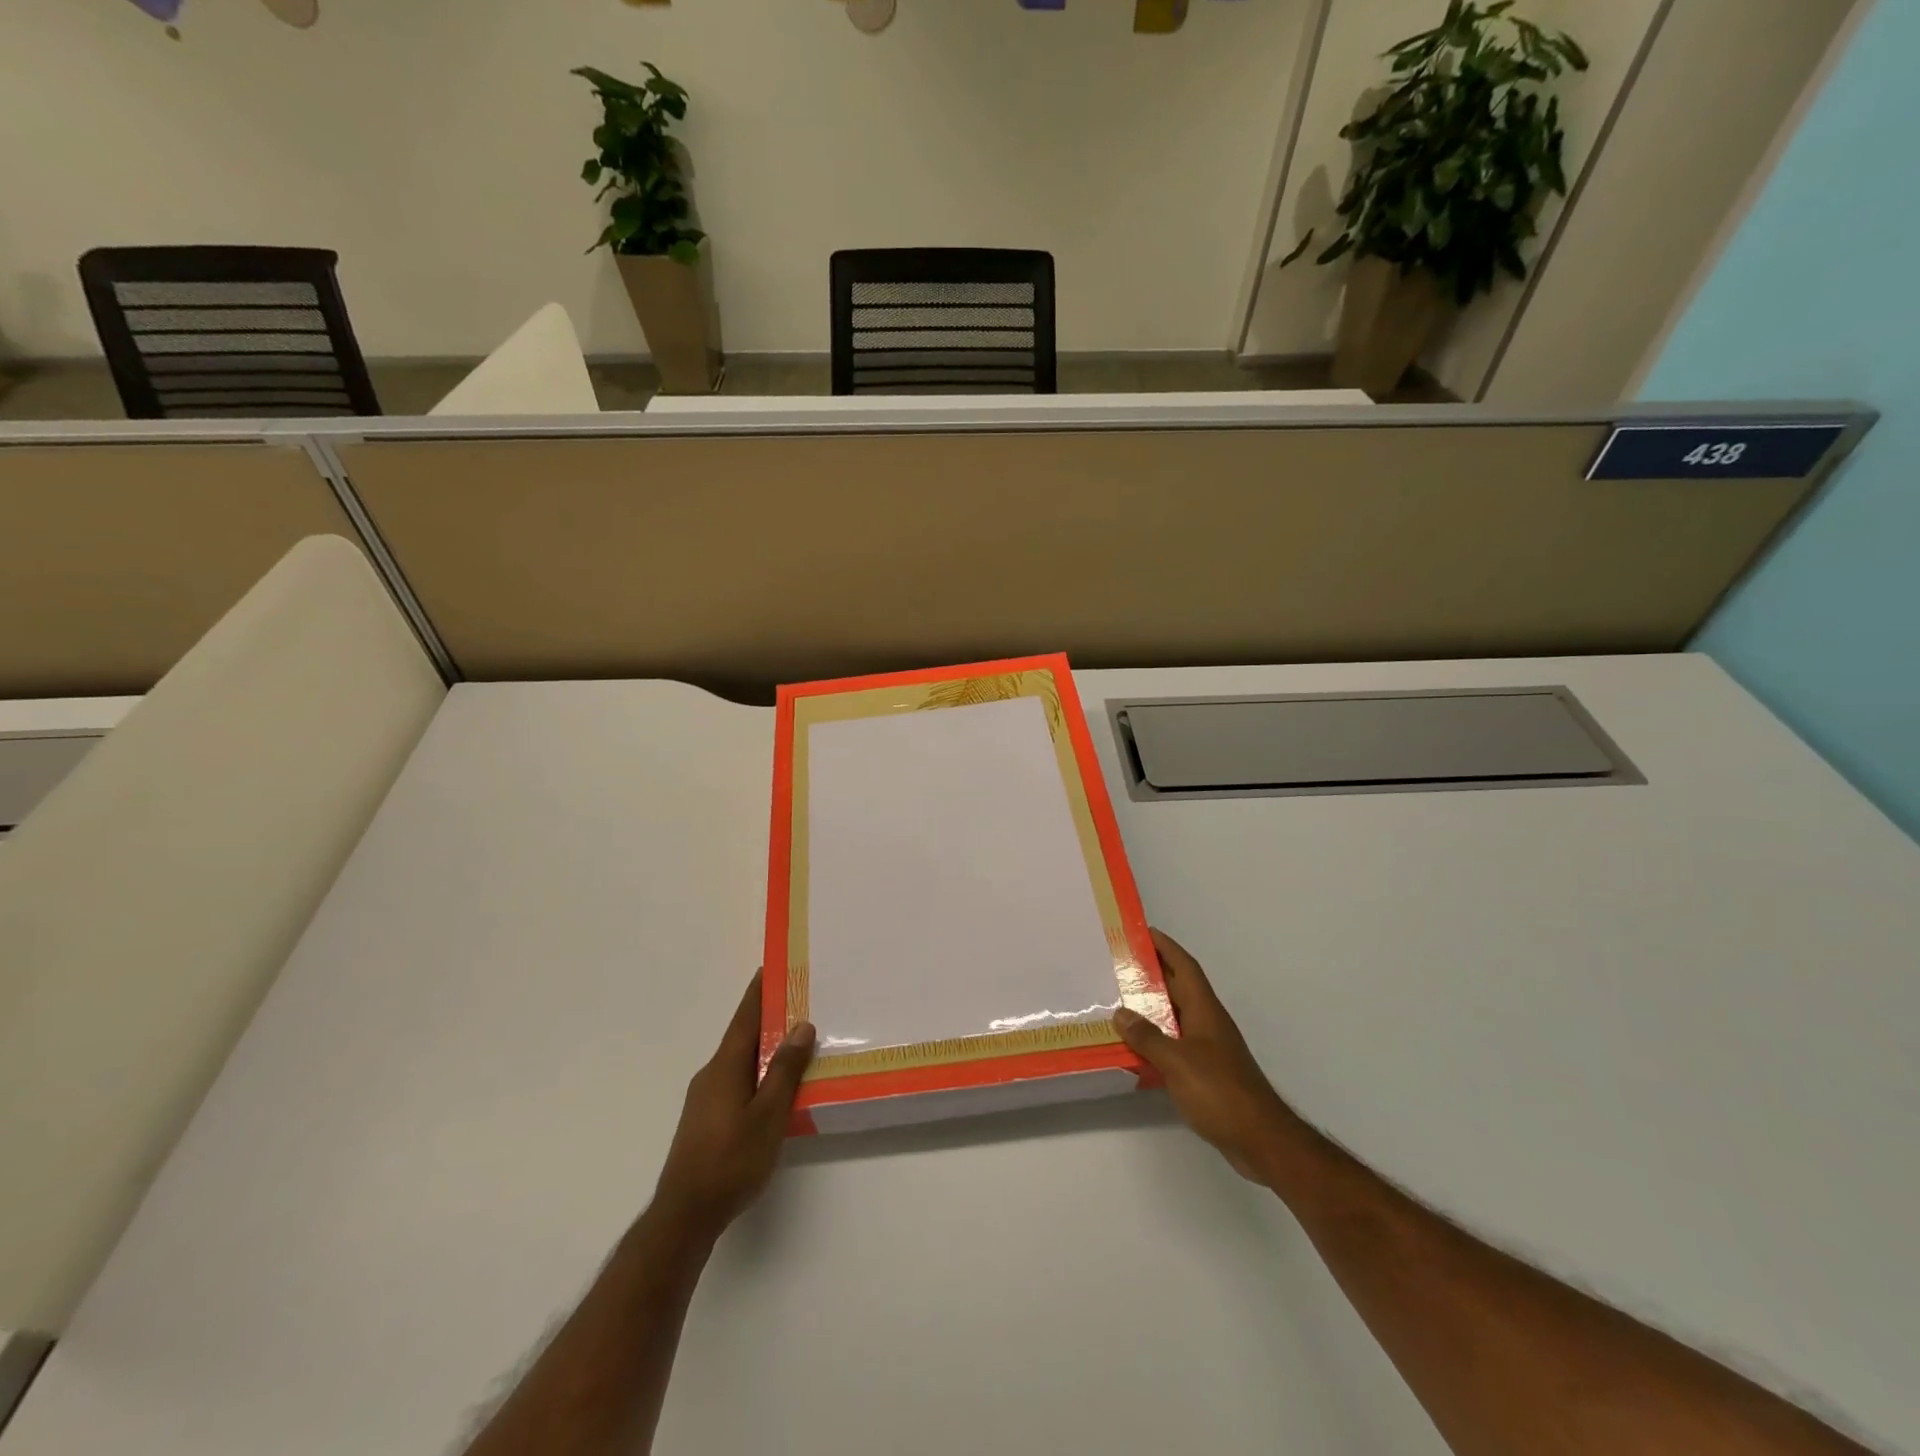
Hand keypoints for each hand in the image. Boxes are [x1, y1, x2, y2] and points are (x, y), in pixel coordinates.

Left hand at [652, 971, 814, 1238]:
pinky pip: (736, 1080)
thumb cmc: (731, 1160)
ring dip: (764, 1047)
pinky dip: (757, 1070)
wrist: (685, 1215)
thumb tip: (801, 1026)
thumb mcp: (768, 1115)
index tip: (771, 967)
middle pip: (742, 1036)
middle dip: (768, 1017)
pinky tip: (773, 1086)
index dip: (758, 992)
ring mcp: (705, 1098)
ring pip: (740, 1060)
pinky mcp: (706, 1119)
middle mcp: (712, 1074)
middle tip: (798, 1001)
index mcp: (725, 1066)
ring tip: (794, 1041)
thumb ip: (785, 1070)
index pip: (745, 1018)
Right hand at [1114, 929, 1295, 1183]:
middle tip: (1118, 965)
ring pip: (1175, 1017)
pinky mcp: (1206, 1073)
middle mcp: (1207, 1023)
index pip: (1185, 967)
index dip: (1166, 946)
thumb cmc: (1220, 1092)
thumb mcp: (1178, 1061)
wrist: (1261, 1140)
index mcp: (1205, 1011)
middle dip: (1151, 974)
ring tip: (1117, 1002)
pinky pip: (1175, 1044)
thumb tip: (1121, 1013)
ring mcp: (1208, 1049)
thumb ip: (1148, 1037)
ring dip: (1151, 1008)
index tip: (1142, 931)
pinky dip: (1155, 1039)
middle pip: (1178, 988)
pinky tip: (1135, 1048)